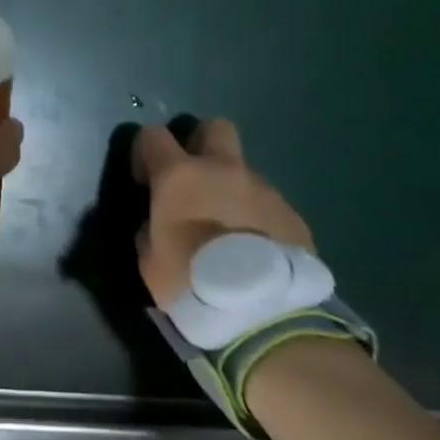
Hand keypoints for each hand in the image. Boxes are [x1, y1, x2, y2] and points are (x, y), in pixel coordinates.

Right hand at [133, 118, 315, 307]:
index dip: (145, 153)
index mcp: (179, 175)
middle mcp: (222, 170)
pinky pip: (270, 206)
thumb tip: (158, 224)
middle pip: (215, 128)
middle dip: (203, 145)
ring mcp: (263, 190)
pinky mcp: (293, 216)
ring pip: (245, 174)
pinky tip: (257, 251)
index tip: (146, 181)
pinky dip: (259, 220)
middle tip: (196, 180)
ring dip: (233, 192)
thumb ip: (151, 230)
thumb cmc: (191, 281)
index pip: (153, 135)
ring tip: (231, 232)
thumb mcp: (149, 260)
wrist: (262, 311)